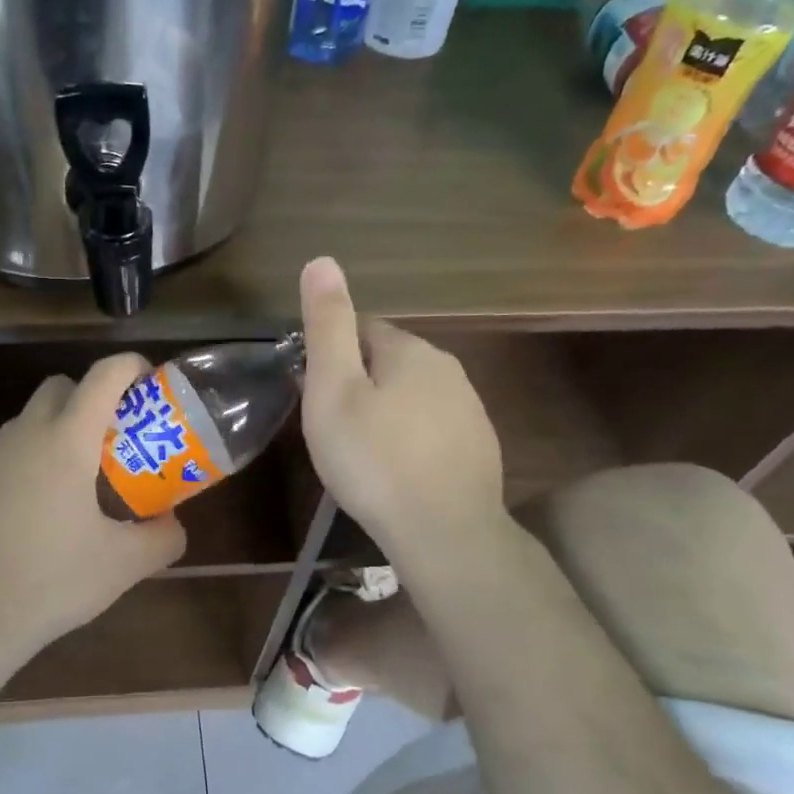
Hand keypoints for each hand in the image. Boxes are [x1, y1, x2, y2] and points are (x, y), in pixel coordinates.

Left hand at [0, 354, 186, 676]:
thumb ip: (163, 538)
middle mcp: (24, 435)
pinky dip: (26, 464)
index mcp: (67, 441)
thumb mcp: (124, 565)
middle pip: (61, 387)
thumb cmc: (52, 581)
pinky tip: (32, 513)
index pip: (103, 376)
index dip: (131, 366)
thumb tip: (173, 523)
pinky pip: (4, 455)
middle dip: (90, 398)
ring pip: (28, 421)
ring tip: (74, 483)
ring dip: (56, 432)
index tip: (149, 382)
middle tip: (112, 440)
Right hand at [298, 256, 505, 557]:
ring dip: (385, 411)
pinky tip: (397, 471)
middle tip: (332, 428)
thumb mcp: (334, 390)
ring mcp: (469, 407)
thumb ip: (328, 325)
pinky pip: (432, 426)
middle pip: (387, 361)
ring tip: (362, 453)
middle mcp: (447, 367)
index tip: (314, 394)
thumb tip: (322, 259)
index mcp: (409, 349)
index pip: (361, 328)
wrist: (445, 533)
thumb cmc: (374, 459)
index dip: (331, 355)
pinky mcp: (479, 444)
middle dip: (359, 383)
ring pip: (412, 394)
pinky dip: (410, 438)